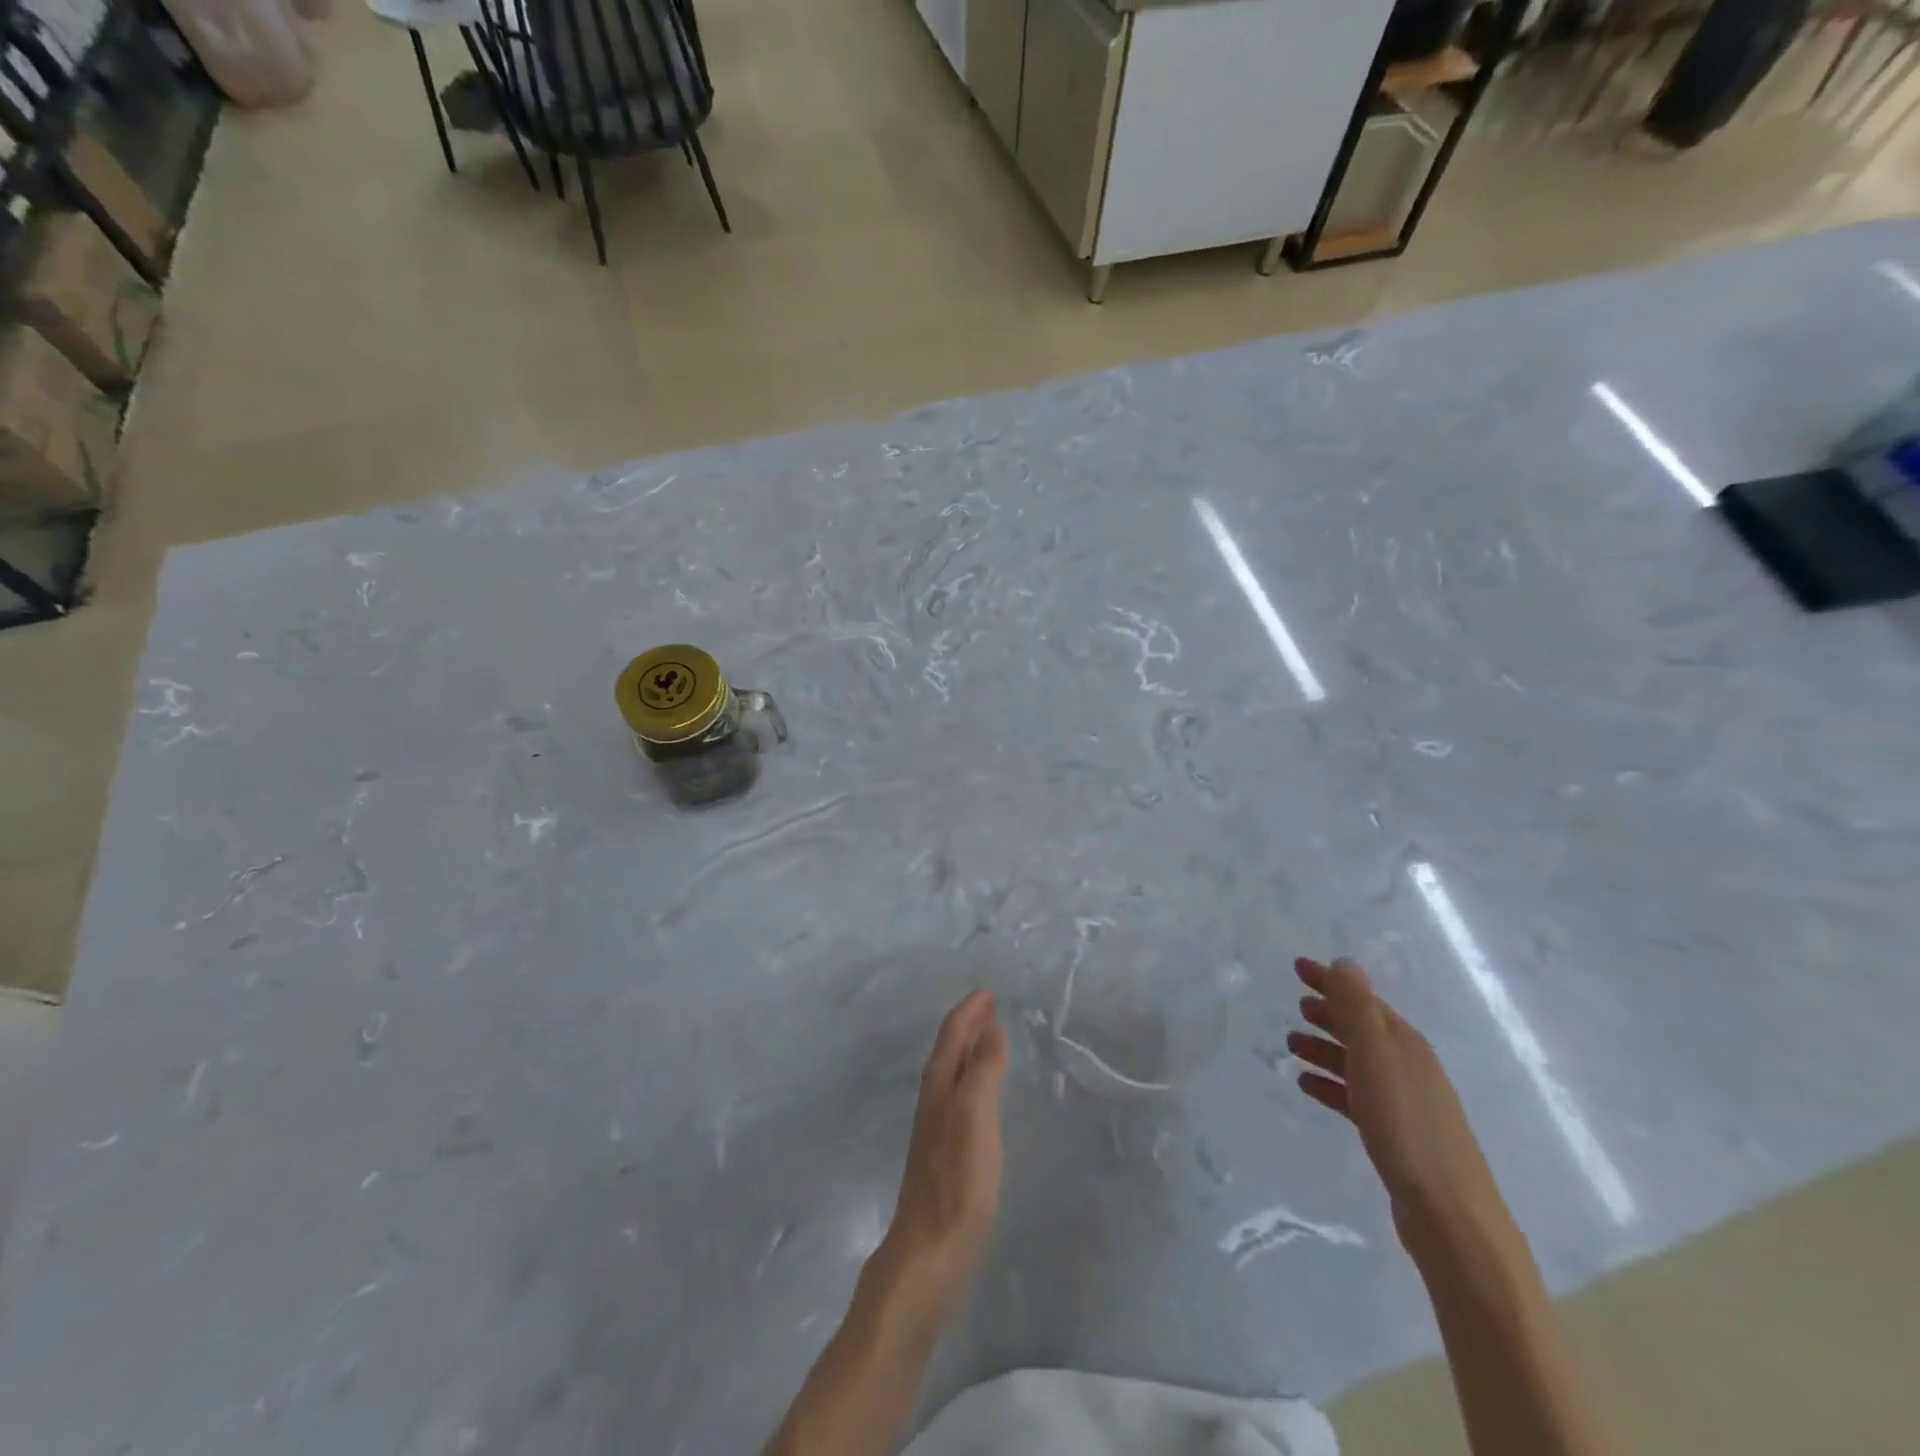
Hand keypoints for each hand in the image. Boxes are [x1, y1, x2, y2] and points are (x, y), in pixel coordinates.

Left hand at [879, 990, 1008, 1311]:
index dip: (969, 1011)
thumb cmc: (956, 1177)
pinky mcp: (946, 1151)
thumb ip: (984, 1070)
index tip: (988, 992)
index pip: (952, 1034)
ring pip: (953, 1071)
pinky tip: (985, 1093)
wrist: (931, 1247)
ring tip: (991, 1038)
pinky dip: (974, 1077)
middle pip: (950, 1049)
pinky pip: (961, 1095)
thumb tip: (991, 1028)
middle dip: (969, 1024)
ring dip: (970, 1049)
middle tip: (991, 1007)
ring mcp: (937, 1126)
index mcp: (939, 1084)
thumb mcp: (975, 1115)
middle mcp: (934, 1098)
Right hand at [1289, 957, 1505, 1245]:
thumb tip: (1345, 961)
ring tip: (1291, 1046)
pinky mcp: (1395, 1133)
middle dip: (1329, 1013)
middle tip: (1296, 1007)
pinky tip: (1307, 1086)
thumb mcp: (1377, 1056)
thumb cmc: (1406, 1125)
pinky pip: (1354, 1095)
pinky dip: (1330, 1084)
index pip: (1363, 999)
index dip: (1330, 981)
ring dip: (1324, 1048)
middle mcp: (1407, 1065)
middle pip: (1361, 1028)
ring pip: (1356, 1061)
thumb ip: (1359, 1008)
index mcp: (1405, 1043)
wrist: (1448, 1214)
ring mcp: (1403, 1101)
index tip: (1297, 967)